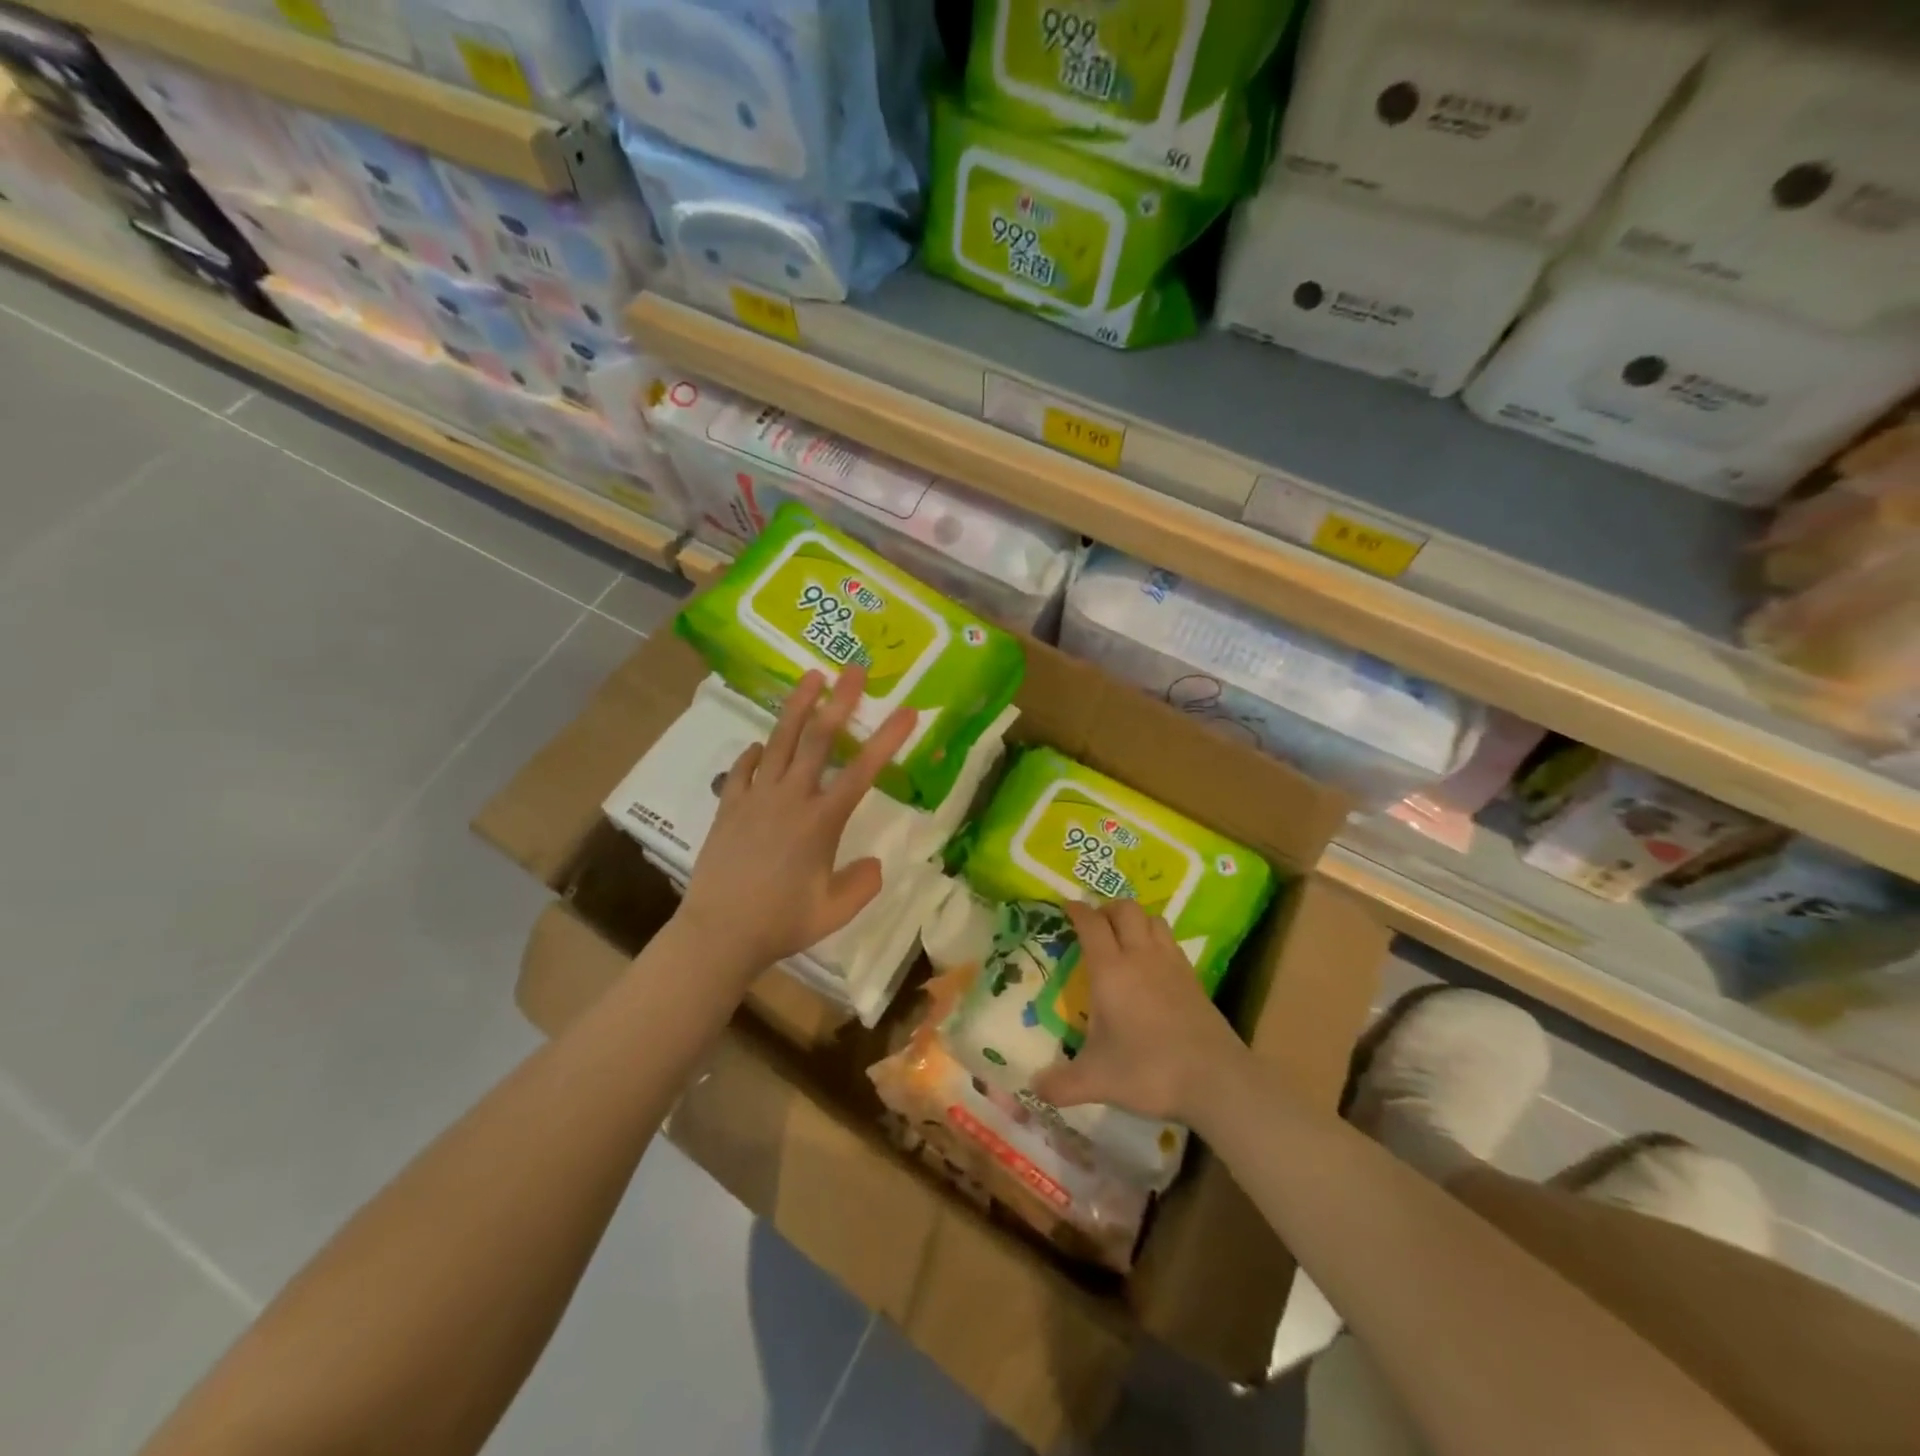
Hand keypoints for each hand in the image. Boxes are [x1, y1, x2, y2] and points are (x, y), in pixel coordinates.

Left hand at [675, 668, 915, 977]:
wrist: (718, 933)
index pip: (862, 771)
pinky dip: (754, 753)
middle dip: (840, 700)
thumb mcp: (834, 912)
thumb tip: (875, 863)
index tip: (907, 711)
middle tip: (854, 669)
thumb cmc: (781, 923)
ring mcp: (755, 798)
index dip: (887, 739)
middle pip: (818, 739)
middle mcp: (790, 798)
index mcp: (821, 821)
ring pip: (779, 741)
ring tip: (810, 676)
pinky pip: (743, 769)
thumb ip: (862, 885)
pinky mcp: (729, 806)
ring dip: (797, 706)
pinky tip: (760, 745)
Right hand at [1031, 899, 1248, 1125]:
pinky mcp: (1194, 977)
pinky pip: (1171, 941)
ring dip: (1135, 919)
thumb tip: (1034, 1089)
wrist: (1216, 1079)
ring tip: (1124, 936)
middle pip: (1126, 909)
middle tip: (1095, 923)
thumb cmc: (1149, 1071)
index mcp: (1111, 971)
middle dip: (1107, 908)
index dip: (1077, 911)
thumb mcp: (1097, 1080)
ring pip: (1153, 919)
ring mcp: (1172, 964)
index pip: (1091, 924)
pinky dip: (1157, 938)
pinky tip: (1152, 962)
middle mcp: (1140, 956)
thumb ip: (1061, 1084)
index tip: (1067, 907)